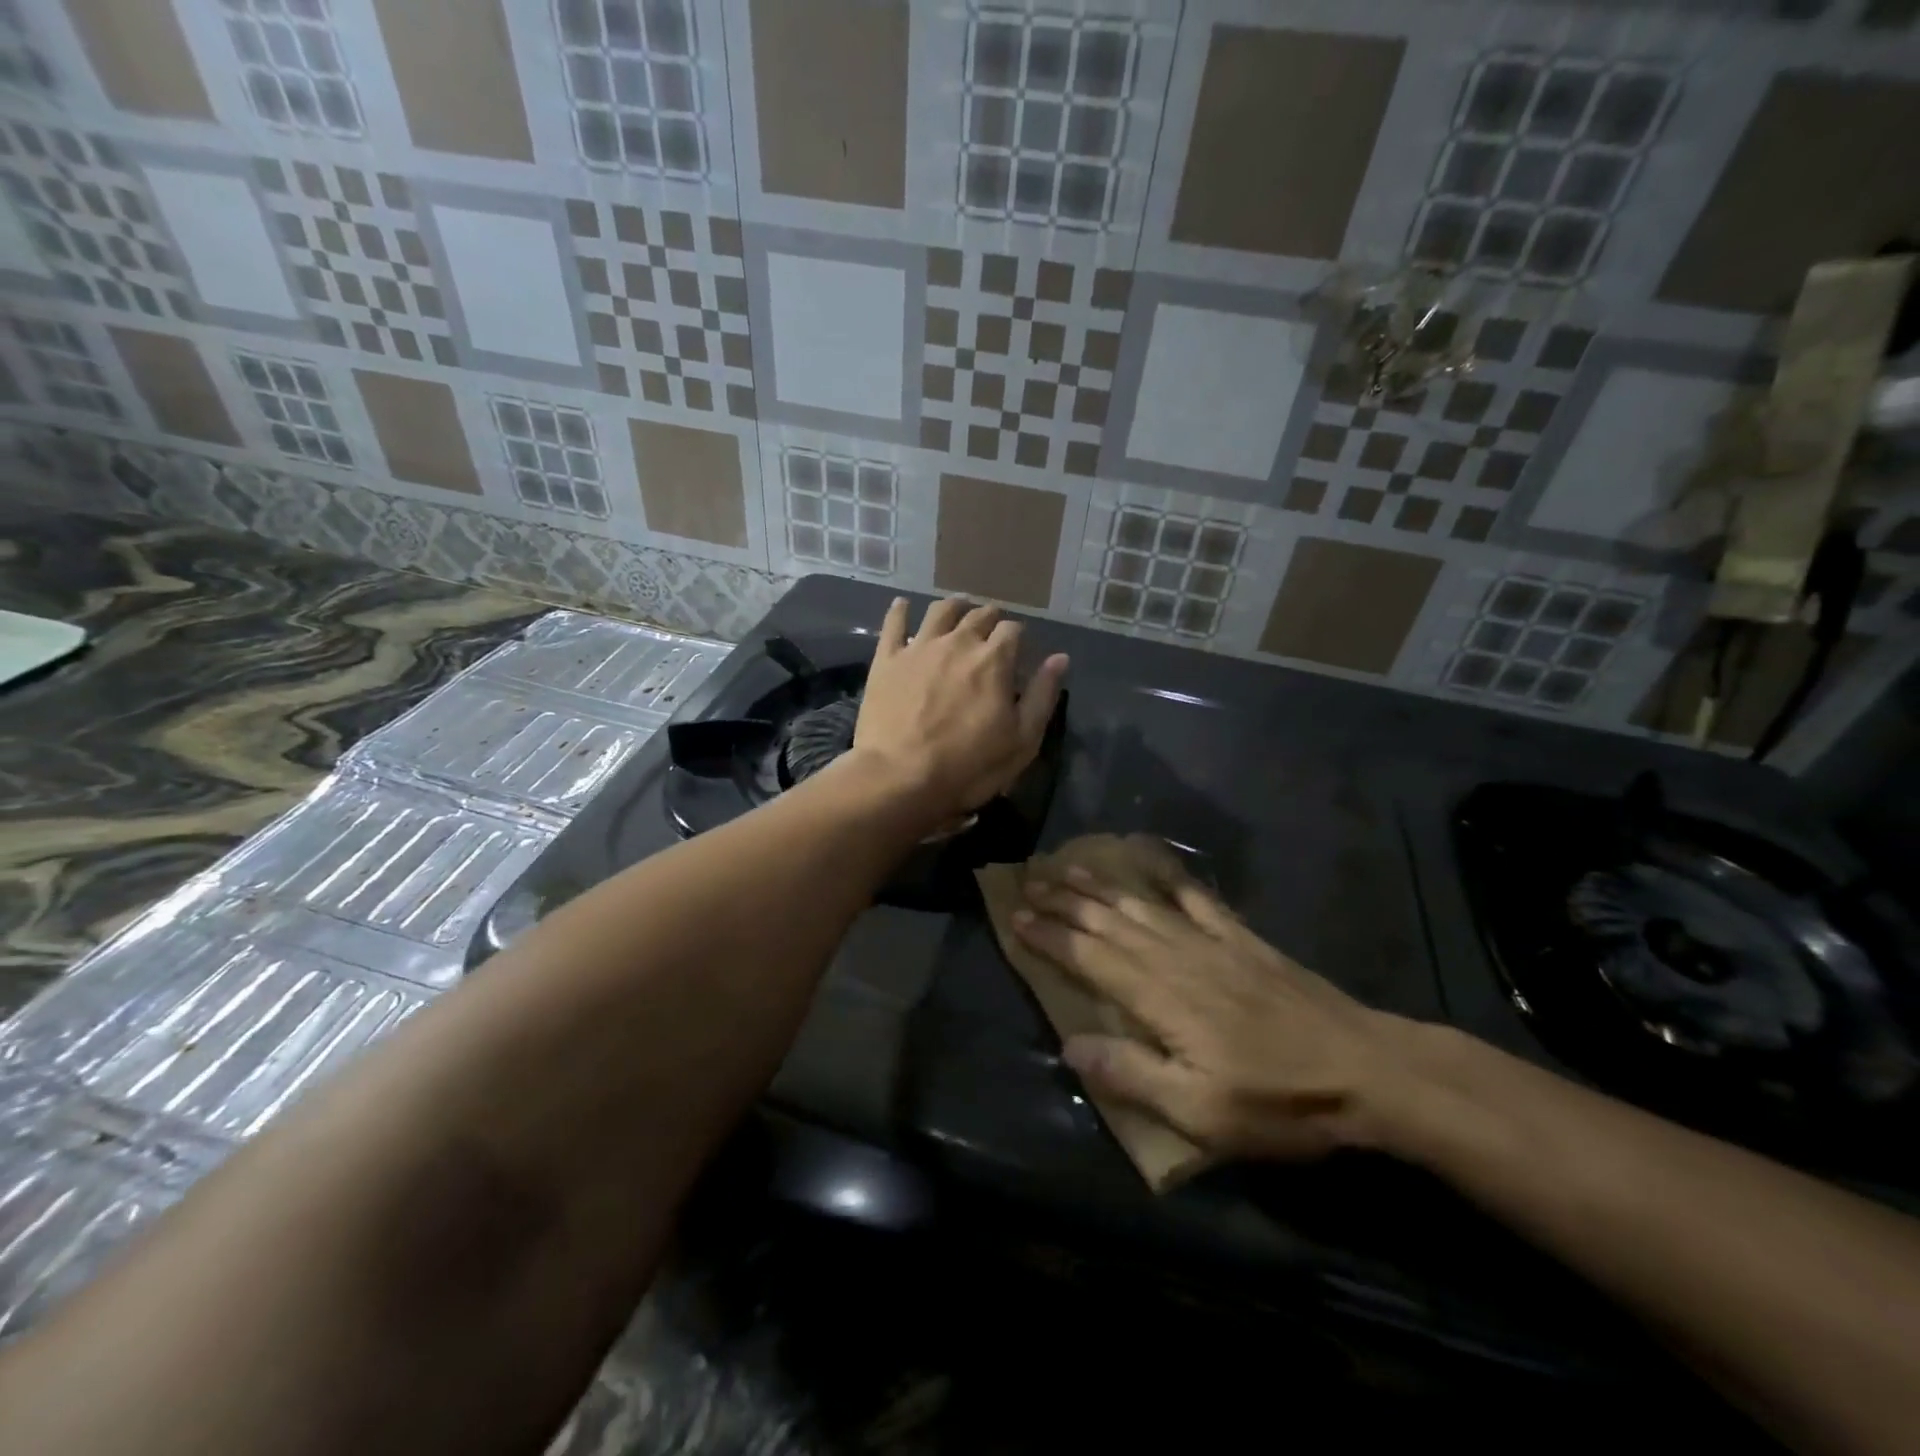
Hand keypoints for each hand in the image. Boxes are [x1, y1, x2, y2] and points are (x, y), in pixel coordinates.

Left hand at [852, 597, 1067, 817]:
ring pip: (940, 611)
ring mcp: (919, 647)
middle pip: (979, 615)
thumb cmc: (969, 766)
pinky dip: (900, 610)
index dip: (1018, 636)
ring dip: (954, 606)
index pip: (1013, 630)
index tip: (1018, 648)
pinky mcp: (887, 659)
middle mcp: (958, 642)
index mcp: (994, 659)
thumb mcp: (1022, 740)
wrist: (900, 777)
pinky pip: (894, 624)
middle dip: (990, 618)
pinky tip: (903, 604)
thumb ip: (1042, 695)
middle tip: (991, 627)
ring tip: (958, 608)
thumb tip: (1060, 658)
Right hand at [1013, 850, 1415, 1159]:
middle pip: (1108, 920)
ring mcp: (1211, 942)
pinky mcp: (1241, 938)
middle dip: (1064, 900)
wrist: (1364, 1068)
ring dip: (1101, 884)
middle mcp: (1176, 957)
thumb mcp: (1200, 1112)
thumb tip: (1070, 1045)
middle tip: (1028, 879)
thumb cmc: (1277, 1100)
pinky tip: (1151, 861)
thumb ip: (1131, 1074)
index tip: (1016, 916)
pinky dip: (1168, 876)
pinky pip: (1195, 897)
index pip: (1089, 956)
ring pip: (1141, 904)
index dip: (1050, 935)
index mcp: (1159, 997)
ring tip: (1068, 866)